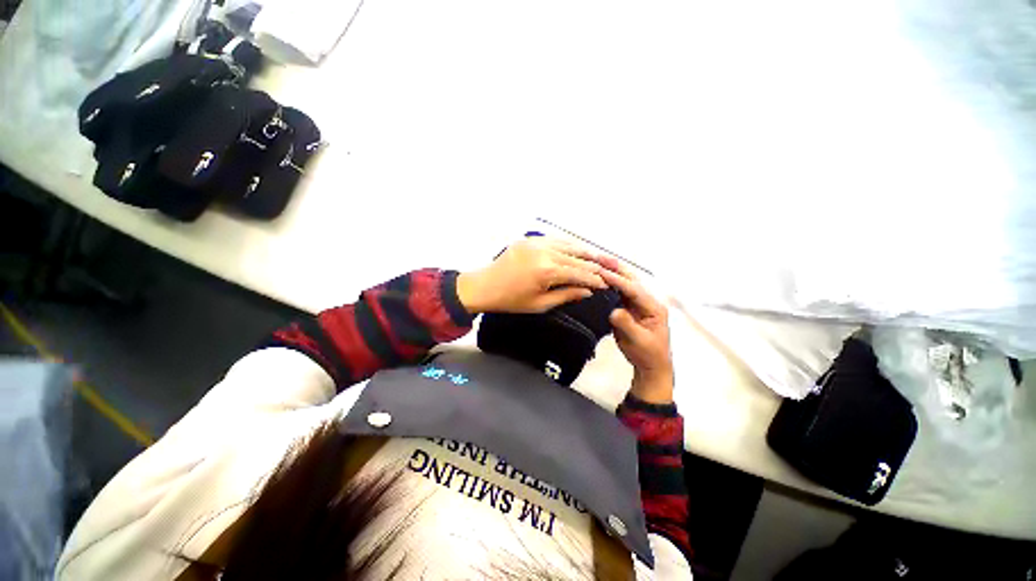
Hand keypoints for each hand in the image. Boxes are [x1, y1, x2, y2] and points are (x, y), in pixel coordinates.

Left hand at [457, 237, 612, 313]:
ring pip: (568, 245)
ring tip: (598, 257)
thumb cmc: (511, 300)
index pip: (579, 273)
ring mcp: (537, 242)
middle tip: (608, 269)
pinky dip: (568, 244)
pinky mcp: (530, 239)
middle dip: (593, 265)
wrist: (484, 286)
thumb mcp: (540, 304)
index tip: (606, 283)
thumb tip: (587, 291)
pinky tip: (576, 248)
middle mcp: (545, 252)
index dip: (594, 279)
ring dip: (584, 251)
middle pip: (577, 258)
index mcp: (547, 271)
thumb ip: (566, 295)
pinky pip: (555, 240)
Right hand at [601, 266, 674, 403]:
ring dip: (612, 272)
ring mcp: (637, 304)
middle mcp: (646, 301)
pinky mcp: (628, 308)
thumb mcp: (639, 341)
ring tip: (598, 261)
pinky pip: (618, 292)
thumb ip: (627, 324)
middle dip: (616, 268)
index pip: (634, 289)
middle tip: (600, 257)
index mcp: (653, 307)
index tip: (601, 273)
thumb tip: (614, 310)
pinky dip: (608, 283)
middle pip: (631, 280)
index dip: (618, 280)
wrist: (650, 365)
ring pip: (624, 283)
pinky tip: (598, 277)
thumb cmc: (648, 354)